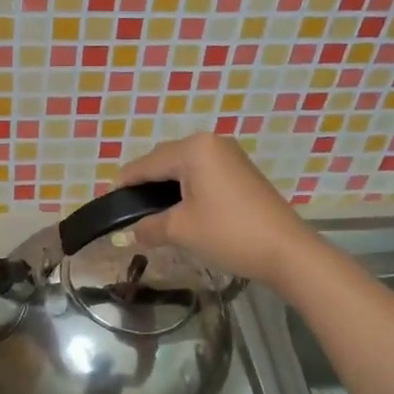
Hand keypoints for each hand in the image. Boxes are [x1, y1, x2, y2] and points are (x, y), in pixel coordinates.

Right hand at [118, 132, 315, 286]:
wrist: (286, 250)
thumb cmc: (228, 233)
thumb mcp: (181, 230)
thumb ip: (149, 227)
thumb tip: (132, 232)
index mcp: (193, 149)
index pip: (146, 164)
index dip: (124, 185)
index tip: (107, 203)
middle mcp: (211, 143)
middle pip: (164, 161)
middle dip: (145, 184)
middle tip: (129, 213)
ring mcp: (230, 156)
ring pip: (184, 168)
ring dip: (166, 188)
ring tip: (152, 214)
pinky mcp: (241, 172)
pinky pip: (203, 174)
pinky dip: (187, 189)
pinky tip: (181, 211)